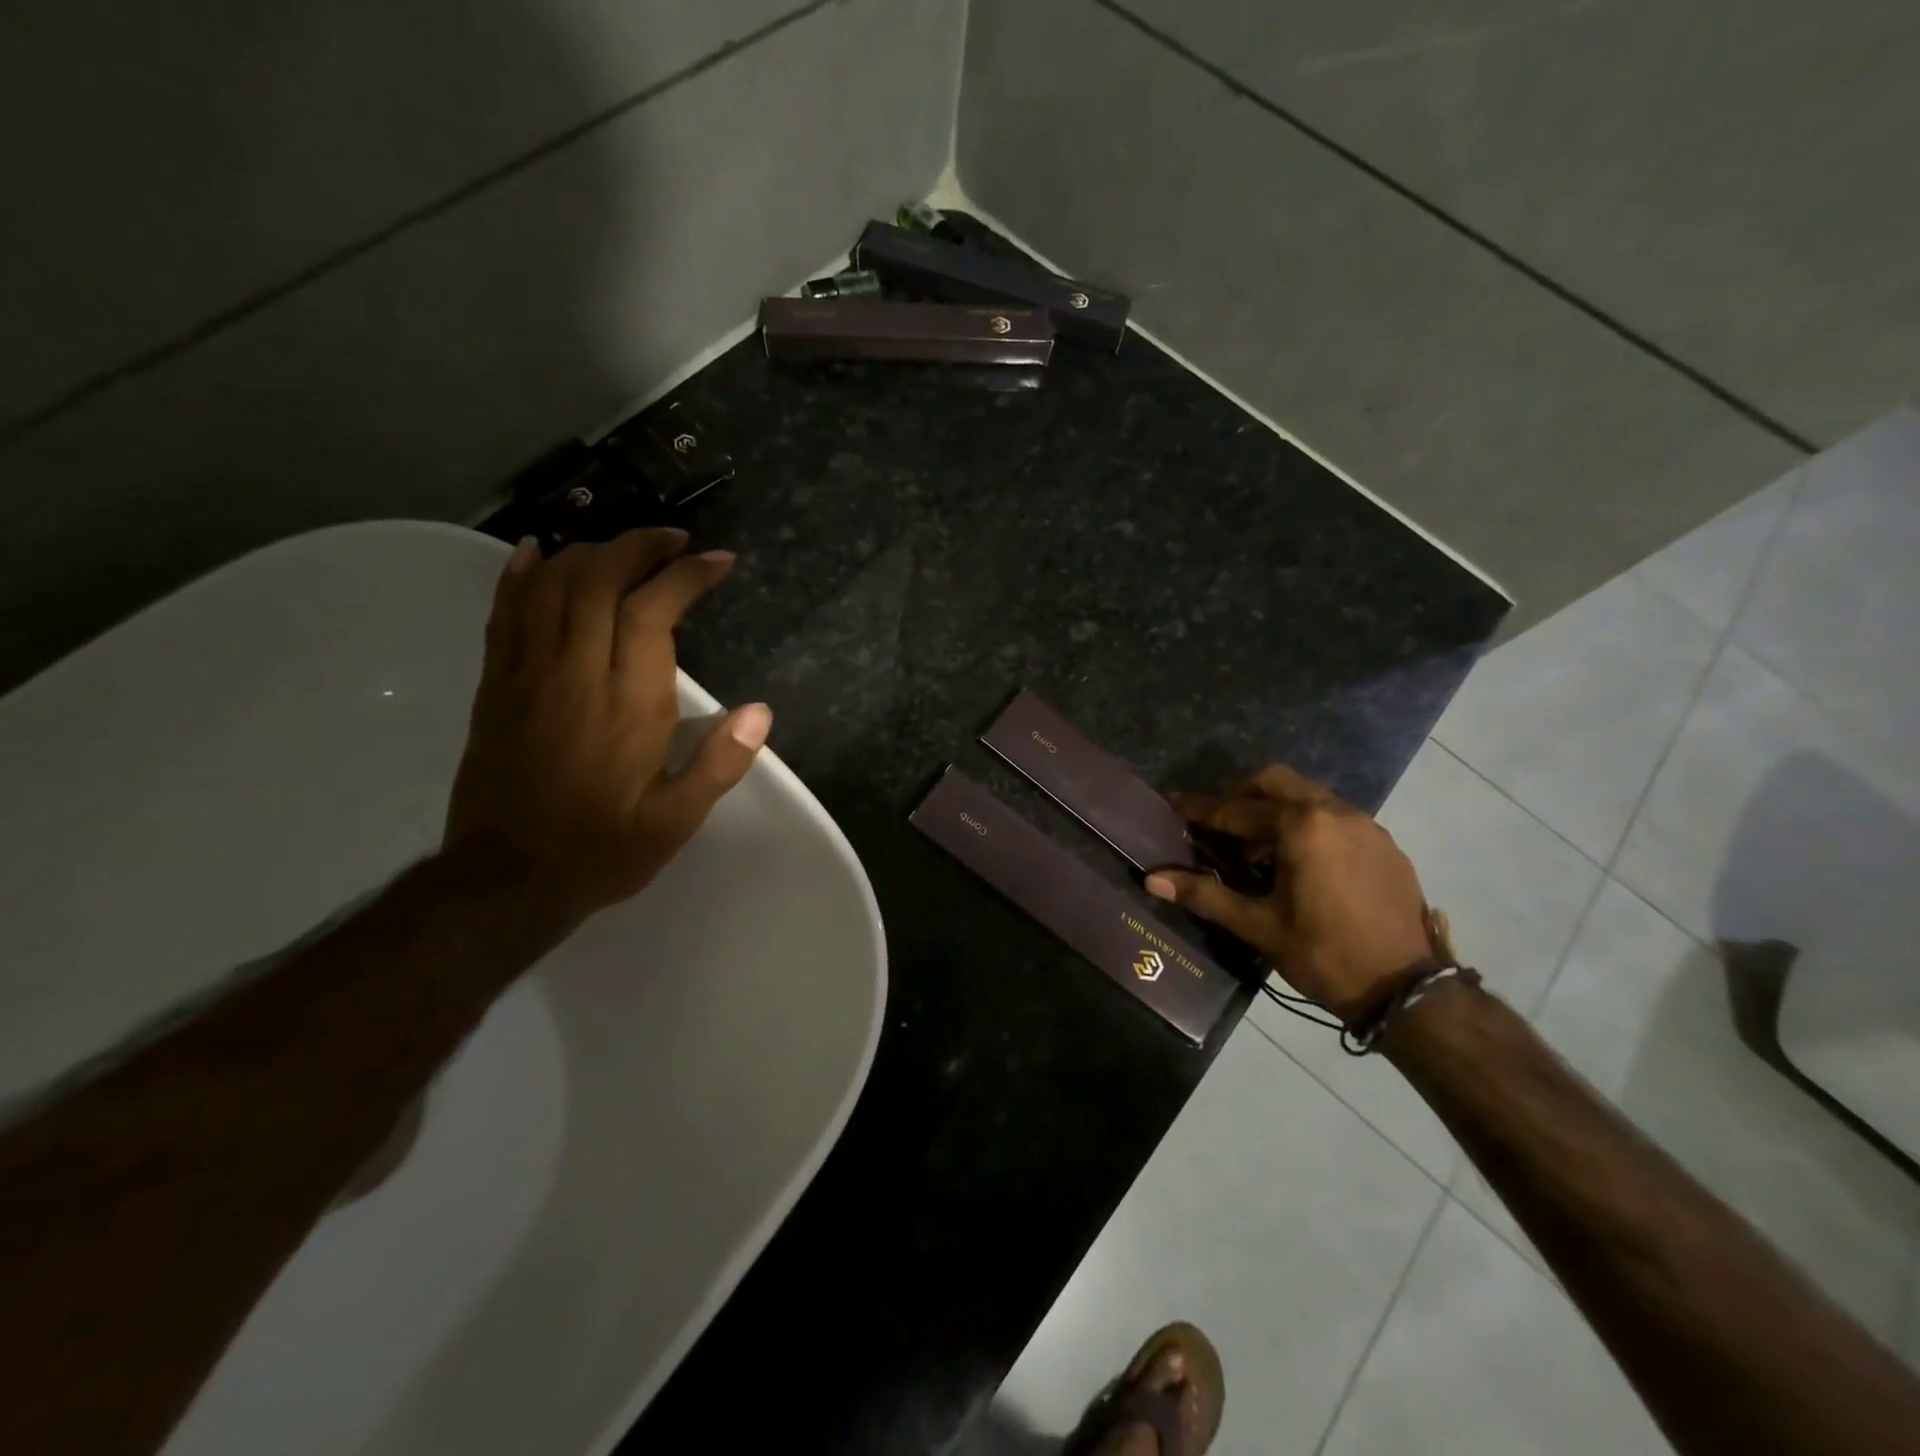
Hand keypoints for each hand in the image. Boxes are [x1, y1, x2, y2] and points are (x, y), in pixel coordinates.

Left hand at [443, 528, 770, 925]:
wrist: (504, 881)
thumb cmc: (602, 850)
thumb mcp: (676, 821)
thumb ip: (719, 764)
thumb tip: (760, 711)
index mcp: (627, 705)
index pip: (653, 611)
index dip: (686, 574)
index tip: (718, 560)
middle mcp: (575, 675)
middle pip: (599, 580)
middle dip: (640, 546)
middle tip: (675, 540)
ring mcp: (526, 676)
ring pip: (551, 586)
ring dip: (591, 552)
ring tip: (625, 545)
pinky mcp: (494, 687)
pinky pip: (504, 614)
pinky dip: (521, 575)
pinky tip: (538, 551)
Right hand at [1145, 766, 1439, 1022]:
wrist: (1409, 989)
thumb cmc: (1326, 955)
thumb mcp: (1260, 927)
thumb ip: (1205, 896)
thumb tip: (1153, 880)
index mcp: (1300, 827)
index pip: (1235, 810)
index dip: (1199, 809)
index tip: (1172, 804)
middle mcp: (1333, 811)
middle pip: (1273, 782)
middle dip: (1238, 795)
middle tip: (1215, 822)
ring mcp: (1365, 824)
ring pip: (1306, 795)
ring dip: (1274, 809)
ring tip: (1254, 847)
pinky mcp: (1384, 843)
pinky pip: (1334, 816)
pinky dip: (1306, 824)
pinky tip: (1298, 861)